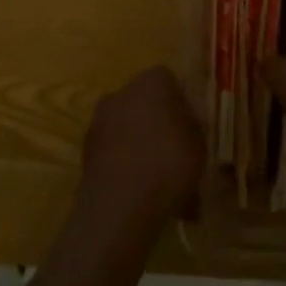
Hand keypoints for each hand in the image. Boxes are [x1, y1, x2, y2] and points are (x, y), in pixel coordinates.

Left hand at [78, 66, 203, 228]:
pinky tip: (142, 194)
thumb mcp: (199, 143)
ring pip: (129, 130)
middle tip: (176, 154)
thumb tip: (184, 121)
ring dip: (142, 148)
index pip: (169, 80)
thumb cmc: (169, 163)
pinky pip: (115, 152)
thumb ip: (191, 125)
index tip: (190, 127)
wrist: (120, 205)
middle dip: (158, 125)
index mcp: (151, 81)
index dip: (181, 103)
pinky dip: (126, 166)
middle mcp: (121, 92)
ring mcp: (100, 121)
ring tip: (160, 183)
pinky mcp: (86, 151)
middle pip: (145, 104)